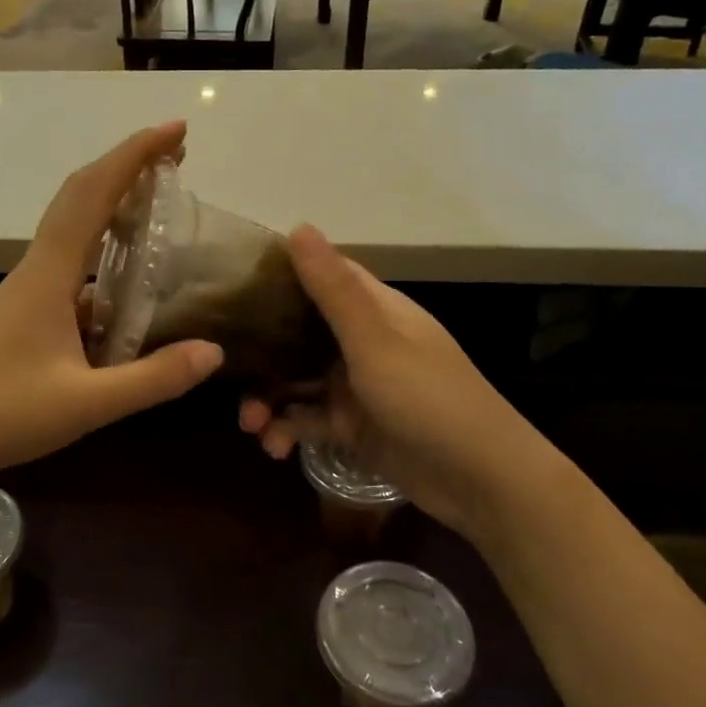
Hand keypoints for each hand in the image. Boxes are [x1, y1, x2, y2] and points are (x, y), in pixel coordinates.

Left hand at [0, 121, 223, 479]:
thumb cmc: (4, 414)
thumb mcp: (87, 405)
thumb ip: (151, 380)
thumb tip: (214, 352)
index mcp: (49, 275)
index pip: (92, 196)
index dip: (134, 156)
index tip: (176, 132)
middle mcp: (37, 268)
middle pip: (80, 196)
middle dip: (128, 165)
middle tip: (177, 154)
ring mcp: (28, 286)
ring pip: (73, 225)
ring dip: (114, 201)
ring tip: (158, 199)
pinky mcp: (27, 307)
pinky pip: (71, 259)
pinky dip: (103, 246)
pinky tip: (127, 276)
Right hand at [238, 226, 525, 535]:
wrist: (480, 480)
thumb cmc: (427, 398)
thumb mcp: (375, 341)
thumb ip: (333, 289)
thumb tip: (298, 225)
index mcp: (375, 310)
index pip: (323, 278)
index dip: (280, 276)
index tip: (233, 284)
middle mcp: (363, 342)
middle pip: (299, 334)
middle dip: (263, 354)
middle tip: (225, 370)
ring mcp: (357, 386)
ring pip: (297, 381)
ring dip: (269, 399)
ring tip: (251, 425)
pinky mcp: (353, 427)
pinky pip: (308, 420)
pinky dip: (288, 430)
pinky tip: (274, 448)